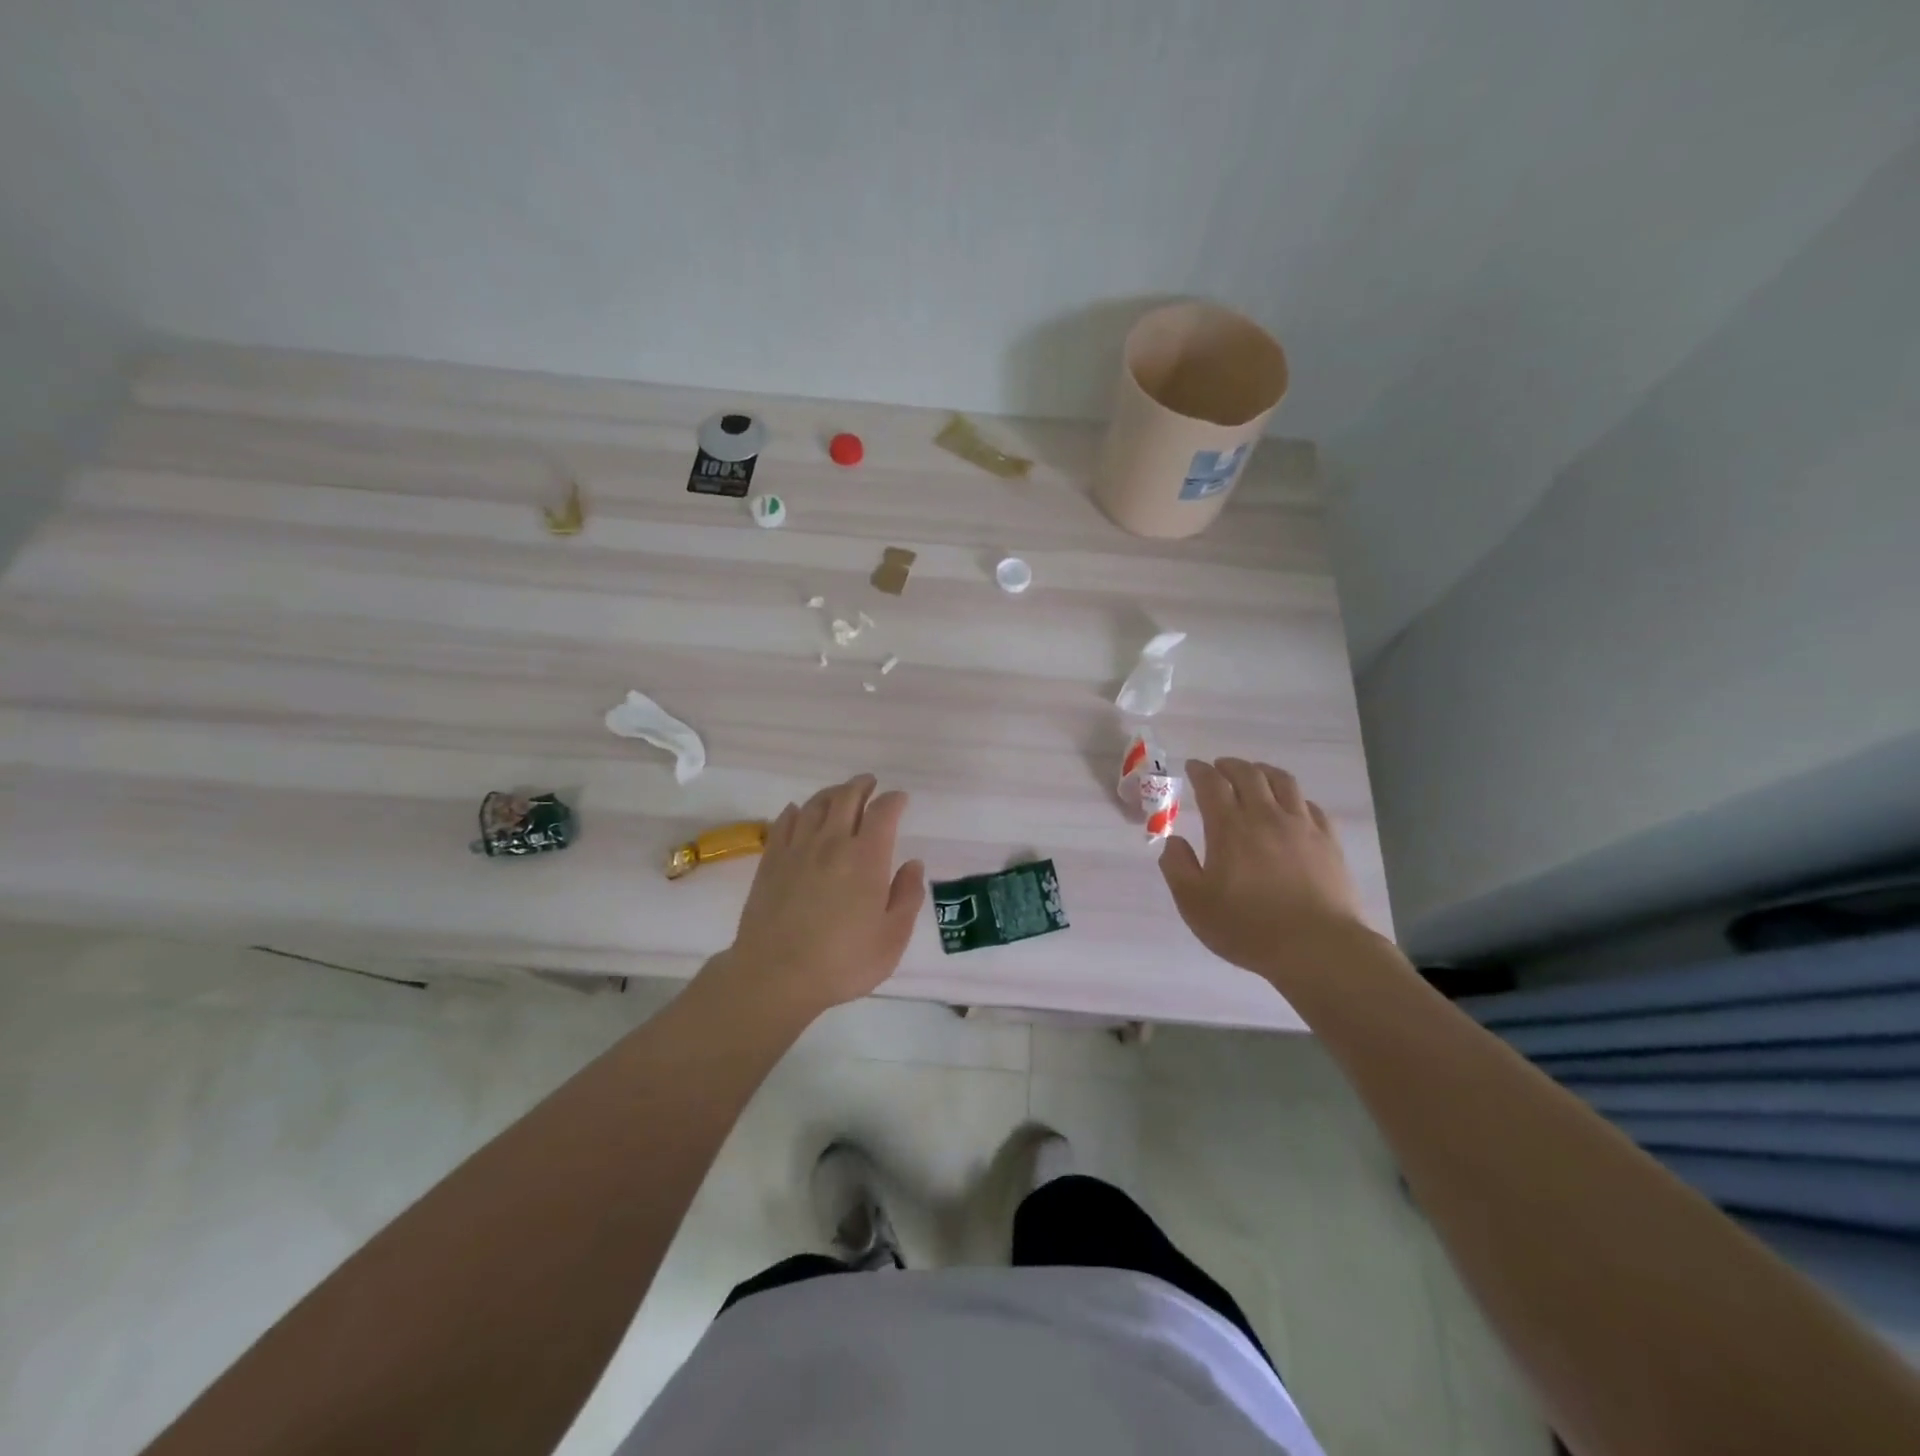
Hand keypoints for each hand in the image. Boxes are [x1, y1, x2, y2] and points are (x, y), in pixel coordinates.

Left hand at [712, 774, 925, 1018]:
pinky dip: (796, 811)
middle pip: (846, 798)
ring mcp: (797, 849)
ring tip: (839, 794)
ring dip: (831, 793)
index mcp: (866, 857)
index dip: (893, 800)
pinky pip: (784, 823)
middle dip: (861, 786)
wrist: (775, 976)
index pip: (882, 812)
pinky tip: (799, 812)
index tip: (900, 799)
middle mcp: (832, 843)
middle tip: (869, 784)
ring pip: (815, 805)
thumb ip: (907, 896)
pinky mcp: (771, 861)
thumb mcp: (892, 938)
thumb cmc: (843, 962)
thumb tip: (913, 864)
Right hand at [1159, 758, 1363, 979]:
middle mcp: (1266, 816)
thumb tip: (1174, 841)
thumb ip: (1177, 867)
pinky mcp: (1328, 841)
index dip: (1200, 771)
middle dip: (1230, 765)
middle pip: (1249, 774)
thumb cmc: (1248, 928)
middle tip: (1219, 767)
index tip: (1192, 767)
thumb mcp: (1194, 904)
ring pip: (1283, 782)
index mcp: (1230, 828)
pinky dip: (1294, 797)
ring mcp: (1301, 826)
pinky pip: (1311, 806)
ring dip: (1263, 771)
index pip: (1212, 784)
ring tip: (1254, 774)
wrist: (1317, 948)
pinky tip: (1291, 806)